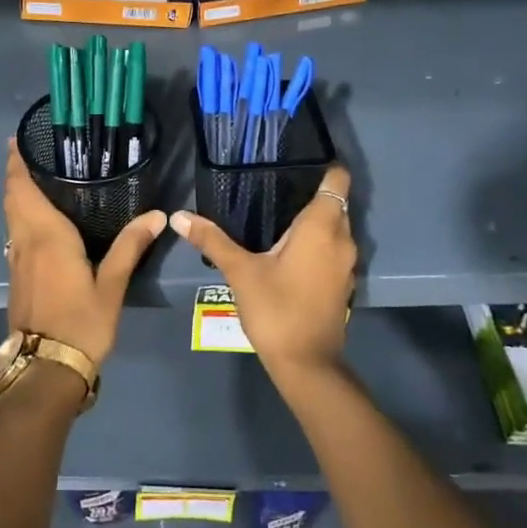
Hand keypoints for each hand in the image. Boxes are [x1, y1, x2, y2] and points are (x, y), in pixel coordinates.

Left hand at [3, 139, 164, 366]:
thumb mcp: (111, 285)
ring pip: (11, 216)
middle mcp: (25, 241)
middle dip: (15, 174)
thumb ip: (130, 247)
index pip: (23, 189)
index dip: (16, 164)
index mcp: (46, 235)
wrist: (46, 368)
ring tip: (35, 178)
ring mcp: (16, 259)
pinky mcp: (17, 275)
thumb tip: (156, 215)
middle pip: (12, 199)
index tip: (16, 140)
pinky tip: (39, 220)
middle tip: (30, 153)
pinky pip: (15, 232)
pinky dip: (20, 215)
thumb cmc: (81, 322)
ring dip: (16, 194)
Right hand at [169, 166, 354, 380]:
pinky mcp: (343, 284)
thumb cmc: (276, 309)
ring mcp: (347, 264)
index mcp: (321, 226)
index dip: (323, 167)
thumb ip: (212, 240)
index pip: (337, 180)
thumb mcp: (239, 271)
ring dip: (316, 222)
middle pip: (336, 203)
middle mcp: (342, 239)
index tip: (298, 163)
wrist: (306, 364)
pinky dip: (319, 244)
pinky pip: (334, 250)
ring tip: (279, 216)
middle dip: (313, 193)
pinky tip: (289, 251)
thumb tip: (179, 216)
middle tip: (276, 188)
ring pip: (337, 228)